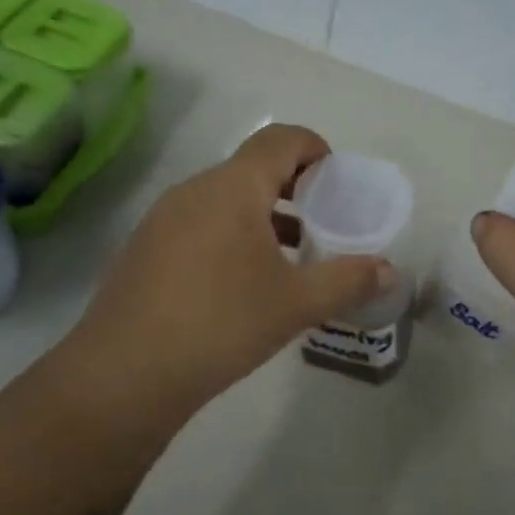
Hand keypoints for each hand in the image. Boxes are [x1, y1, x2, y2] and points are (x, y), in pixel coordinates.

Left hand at [64, 124, 394, 409]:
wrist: (123, 375)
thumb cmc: (220, 324)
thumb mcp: (295, 304)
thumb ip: (348, 280)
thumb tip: (390, 271)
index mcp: (232, 187)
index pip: (280, 139)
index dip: (315, 148)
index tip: (337, 182)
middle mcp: (195, 189)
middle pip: (253, 167)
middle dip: (294, 186)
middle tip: (322, 221)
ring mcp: (163, 218)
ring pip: (225, 197)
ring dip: (263, 214)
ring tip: (290, 255)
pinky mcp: (145, 247)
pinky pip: (200, 222)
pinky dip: (231, 233)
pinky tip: (242, 281)